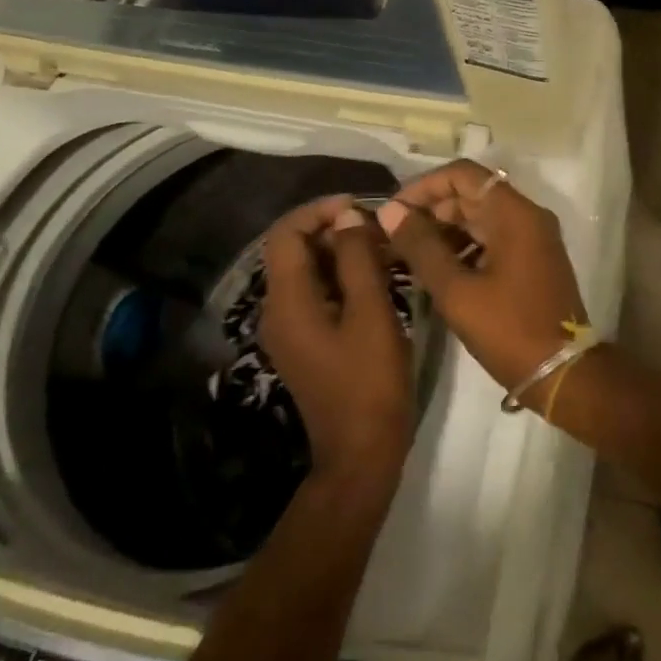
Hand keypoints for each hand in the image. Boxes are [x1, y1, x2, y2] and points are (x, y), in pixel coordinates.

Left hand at [259, 197, 413, 490]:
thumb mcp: (371, 313)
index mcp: (288, 302)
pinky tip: (375, 278)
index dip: (318, 211)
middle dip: (333, 230)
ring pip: (306, 272)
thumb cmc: (370, 381)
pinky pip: (315, 294)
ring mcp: (289, 330)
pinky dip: (340, 277)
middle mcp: (277, 311)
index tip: (359, 206)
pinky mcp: (305, 343)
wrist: (361, 453)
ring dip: (339, 253)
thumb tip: (348, 216)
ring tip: (383, 248)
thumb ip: (357, 259)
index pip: (286, 235)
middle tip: (378, 228)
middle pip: (293, 251)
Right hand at [375, 161, 588, 393]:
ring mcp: (532, 237)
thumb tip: (390, 211)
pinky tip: (435, 268)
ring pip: (480, 216)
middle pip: (471, 193)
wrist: (563, 372)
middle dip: (431, 209)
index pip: (463, 174)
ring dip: (444, 228)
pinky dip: (463, 245)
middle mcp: (527, 215)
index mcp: (514, 213)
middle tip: (394, 236)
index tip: (394, 211)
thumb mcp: (456, 290)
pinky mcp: (531, 258)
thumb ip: (421, 246)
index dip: (424, 186)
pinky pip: (492, 237)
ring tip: (407, 253)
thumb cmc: (508, 329)